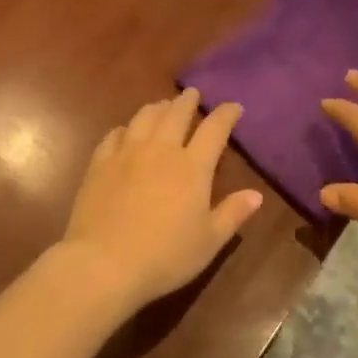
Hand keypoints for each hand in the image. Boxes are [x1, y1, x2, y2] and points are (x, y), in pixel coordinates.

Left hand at [61, 88, 263, 311]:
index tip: (233, 107)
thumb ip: (233, 214)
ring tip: (163, 105)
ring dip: (158, 107)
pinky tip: (126, 131)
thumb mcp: (209, 241)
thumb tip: (256, 195)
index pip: (214, 129)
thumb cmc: (165, 256)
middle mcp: (161, 150)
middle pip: (176, 114)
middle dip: (188, 101)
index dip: (226, 114)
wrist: (104, 263)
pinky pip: (114, 134)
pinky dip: (126, 128)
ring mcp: (127, 153)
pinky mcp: (100, 163)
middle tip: (193, 94)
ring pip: (145, 117)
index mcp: (193, 167)